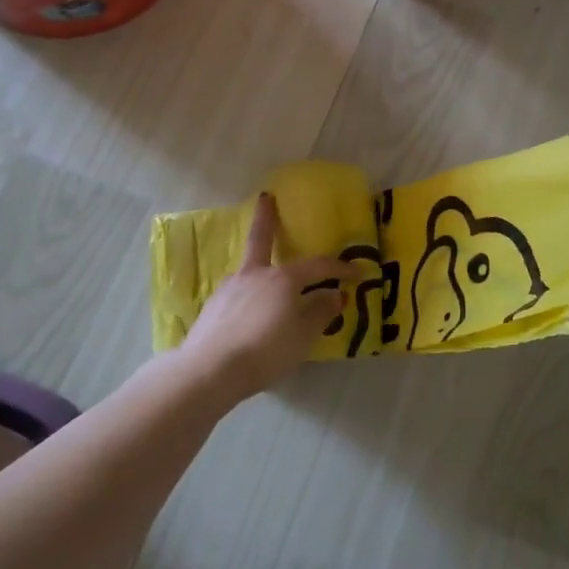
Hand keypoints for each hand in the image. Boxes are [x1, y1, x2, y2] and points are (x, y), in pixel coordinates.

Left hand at [178, 193, 349, 399]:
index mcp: (283, 279)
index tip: (358, 272)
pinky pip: (238, 293)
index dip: (340, 268)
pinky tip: (249, 314)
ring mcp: (229, 288)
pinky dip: (248, 296)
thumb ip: (321, 312)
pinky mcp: (213, 306)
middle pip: (261, 239)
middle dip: (266, 218)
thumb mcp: (304, 336)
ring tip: (268, 283)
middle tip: (265, 198)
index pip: (318, 266)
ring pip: (250, 270)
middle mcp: (255, 275)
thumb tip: (334, 294)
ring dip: (260, 267)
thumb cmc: (266, 351)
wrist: (209, 371)